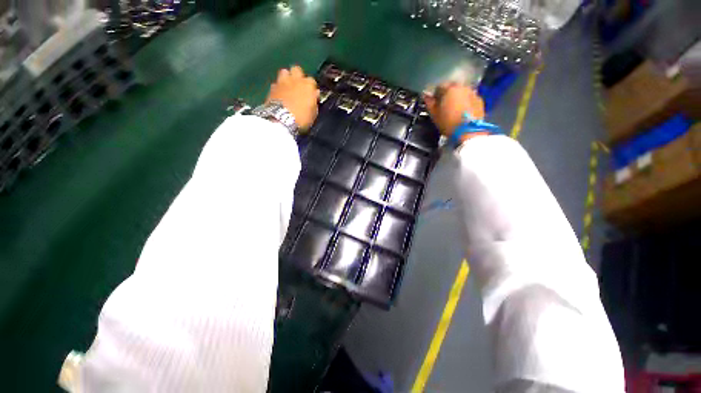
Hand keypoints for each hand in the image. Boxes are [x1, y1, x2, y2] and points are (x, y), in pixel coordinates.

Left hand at [266, 65, 319, 131]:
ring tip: (288, 87)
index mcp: (308, 85)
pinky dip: (278, 88)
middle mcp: (295, 79)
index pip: (312, 81)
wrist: (281, 120)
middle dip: (298, 76)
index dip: (311, 88)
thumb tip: (314, 94)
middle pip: (297, 70)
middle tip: (299, 87)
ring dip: (287, 78)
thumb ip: (314, 101)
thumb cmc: (302, 118)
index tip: (311, 95)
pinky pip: (276, 83)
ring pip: (284, 72)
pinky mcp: (272, 87)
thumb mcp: (313, 113)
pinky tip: (279, 95)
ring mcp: (282, 82)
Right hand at [423, 83, 484, 137]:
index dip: (435, 95)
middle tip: (444, 106)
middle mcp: (462, 87)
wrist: (468, 131)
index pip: (439, 87)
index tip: (434, 103)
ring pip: (462, 92)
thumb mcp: (434, 114)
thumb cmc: (448, 122)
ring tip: (454, 109)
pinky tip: (463, 112)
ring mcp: (473, 92)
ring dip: (457, 98)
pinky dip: (466, 102)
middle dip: (447, 95)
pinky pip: (470, 98)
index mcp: (449, 89)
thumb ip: (429, 103)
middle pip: (452, 88)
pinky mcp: (480, 100)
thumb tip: (426, 96)